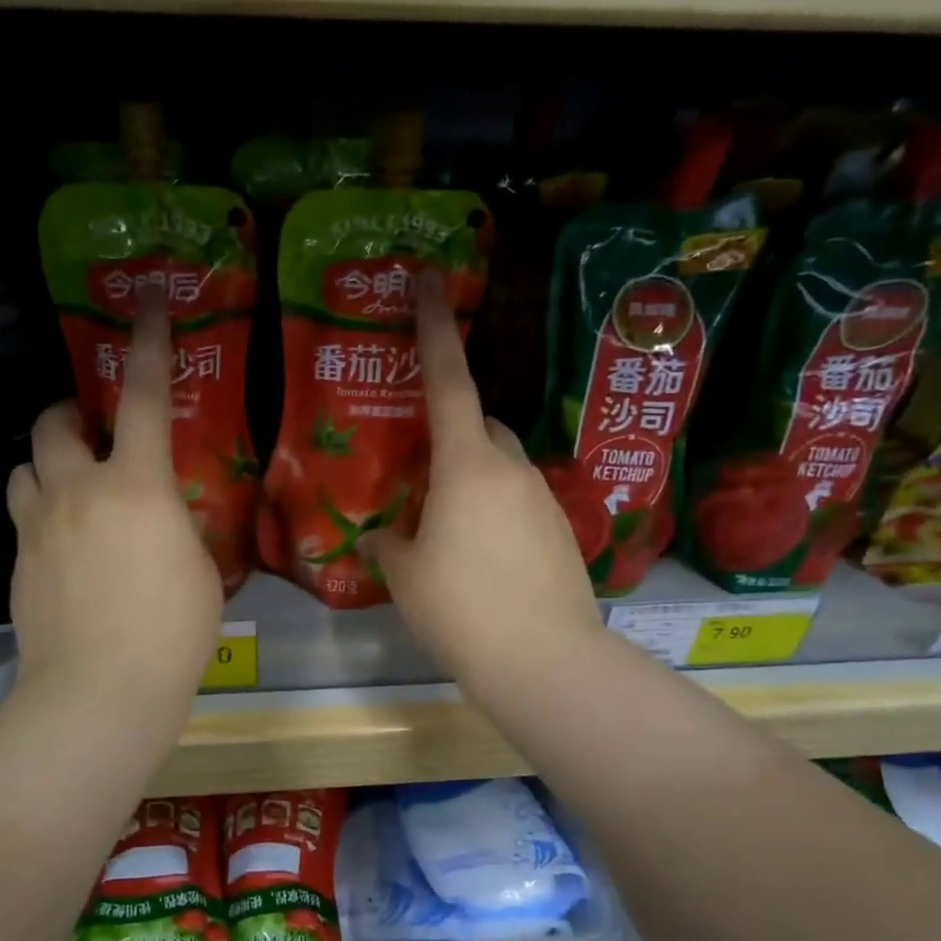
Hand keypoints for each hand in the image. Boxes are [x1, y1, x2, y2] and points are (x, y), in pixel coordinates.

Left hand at [6, 297, 221, 721]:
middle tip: (90, 428)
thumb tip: (163, 518)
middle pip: (55, 423)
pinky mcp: (17, 564)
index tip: (148, 301)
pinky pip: (25, 516)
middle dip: (70, 412)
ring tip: (71, 486)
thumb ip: (178, 528)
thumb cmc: (171, 632)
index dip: (148, 343)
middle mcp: (78, 491)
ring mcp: (38, 527)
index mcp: (137, 486)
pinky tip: (67, 548)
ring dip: (47, 463)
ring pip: (25, 467)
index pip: (144, 397)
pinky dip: (44, 513)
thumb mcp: (199, 570)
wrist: (98, 693)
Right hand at [362, 273, 603, 690]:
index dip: (436, 328)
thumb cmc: (460, 607)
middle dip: (453, 431)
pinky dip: (496, 513)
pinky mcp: (561, 532)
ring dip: (474, 479)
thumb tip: (379, 536)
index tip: (430, 281)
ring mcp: (543, 500)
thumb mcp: (407, 576)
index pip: (449, 381)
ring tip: (447, 527)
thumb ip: (390, 546)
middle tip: (422, 468)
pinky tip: (481, 558)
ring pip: (502, 467)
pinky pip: (520, 504)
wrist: (543, 660)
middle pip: (481, 425)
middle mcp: (512, 469)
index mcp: (467, 465)